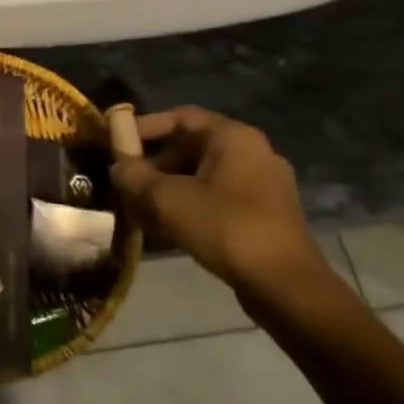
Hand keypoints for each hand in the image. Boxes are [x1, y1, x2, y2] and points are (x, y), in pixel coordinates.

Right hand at [109, 106, 332, 298]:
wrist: (286, 286)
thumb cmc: (226, 228)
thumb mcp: (167, 199)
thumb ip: (134, 176)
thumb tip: (118, 167)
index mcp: (233, 137)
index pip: (180, 116)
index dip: (144, 127)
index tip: (117, 144)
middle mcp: (252, 152)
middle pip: (191, 146)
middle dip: (153, 163)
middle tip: (126, 182)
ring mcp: (263, 184)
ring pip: (202, 175)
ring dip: (168, 188)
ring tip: (139, 209)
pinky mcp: (265, 214)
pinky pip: (218, 197)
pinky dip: (190, 204)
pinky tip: (166, 227)